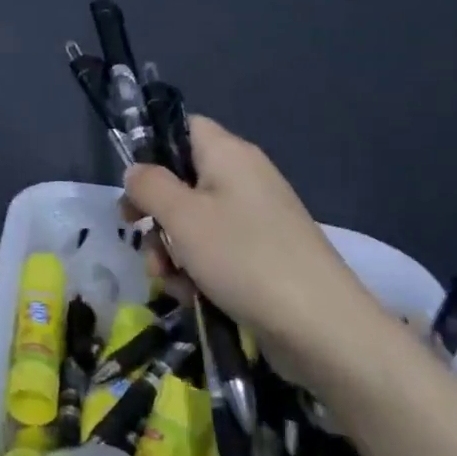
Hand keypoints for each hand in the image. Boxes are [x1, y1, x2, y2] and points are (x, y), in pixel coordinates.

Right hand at [123, 116, 395, 392]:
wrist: (323, 328)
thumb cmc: (243, 257)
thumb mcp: (181, 216)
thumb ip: (148, 185)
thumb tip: (135, 171)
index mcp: (228, 154)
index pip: (184, 127)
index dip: (153, 147)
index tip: (133, 182)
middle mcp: (244, 178)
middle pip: (183, 180)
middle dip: (155, 212)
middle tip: (135, 232)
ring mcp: (257, 220)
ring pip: (195, 221)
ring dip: (171, 248)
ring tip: (167, 278)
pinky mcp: (264, 256)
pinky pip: (217, 251)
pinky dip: (198, 269)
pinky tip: (191, 295)